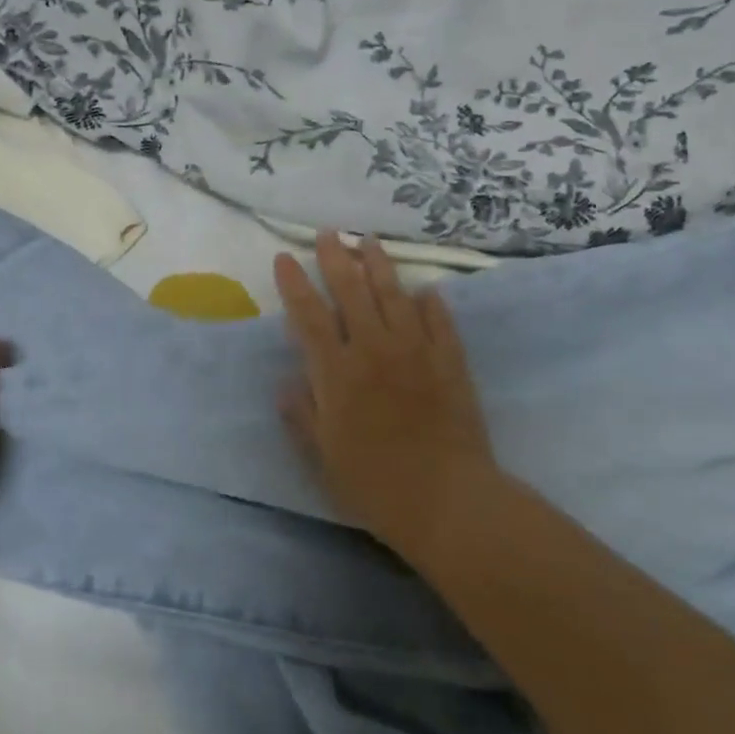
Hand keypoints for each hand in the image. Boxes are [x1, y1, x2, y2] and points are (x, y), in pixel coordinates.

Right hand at [274, 231, 497, 551]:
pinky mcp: (450, 361)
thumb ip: (302, 415)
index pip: (309, 316)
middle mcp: (374, 350)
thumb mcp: (324, 458)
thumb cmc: (375, 484)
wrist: (448, 500)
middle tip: (329, 233)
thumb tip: (286, 380)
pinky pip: (439, 321)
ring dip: (379, 265)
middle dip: (336, 259)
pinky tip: (425, 290)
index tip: (284, 258)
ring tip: (370, 241)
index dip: (294, 284)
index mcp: (338, 373)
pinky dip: (430, 302)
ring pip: (394, 295)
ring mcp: (416, 351)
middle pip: (351, 292)